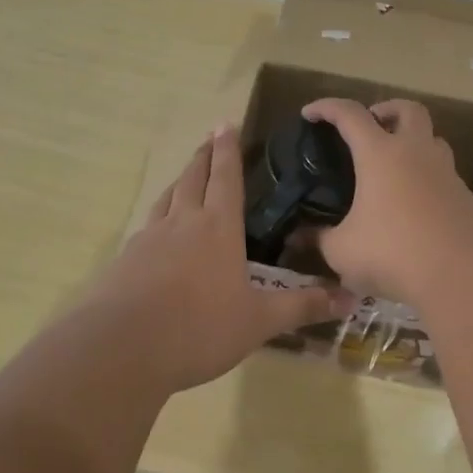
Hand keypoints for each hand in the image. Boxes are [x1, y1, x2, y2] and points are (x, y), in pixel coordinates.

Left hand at [83, 125, 352, 391]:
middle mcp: (182, 223)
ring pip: (166, 198)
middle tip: (209, 138)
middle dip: (203, 156)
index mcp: (218, 228)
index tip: (226, 124)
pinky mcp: (125, 260)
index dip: (228, 150)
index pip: (226, 177)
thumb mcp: (258, 321)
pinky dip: (158, 216)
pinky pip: (147, 227)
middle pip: (193, 178)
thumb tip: (351, 299)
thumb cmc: (199, 328)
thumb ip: (302, 307)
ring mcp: (148, 239)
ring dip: (179, 181)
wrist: (122, 348)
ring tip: (186, 176)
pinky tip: (157, 232)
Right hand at [301, 99, 472, 305]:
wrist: (464, 275)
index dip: (327, 108)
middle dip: (387, 109)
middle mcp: (416, 153)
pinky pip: (444, 174)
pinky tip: (414, 205)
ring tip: (395, 165)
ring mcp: (447, 173)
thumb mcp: (343, 251)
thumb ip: (320, 239)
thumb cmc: (393, 253)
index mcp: (380, 154)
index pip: (350, 114)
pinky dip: (426, 178)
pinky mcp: (466, 198)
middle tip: (371, 125)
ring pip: (433, 139)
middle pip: (408, 110)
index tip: (310, 114)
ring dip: (413, 141)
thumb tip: (300, 236)